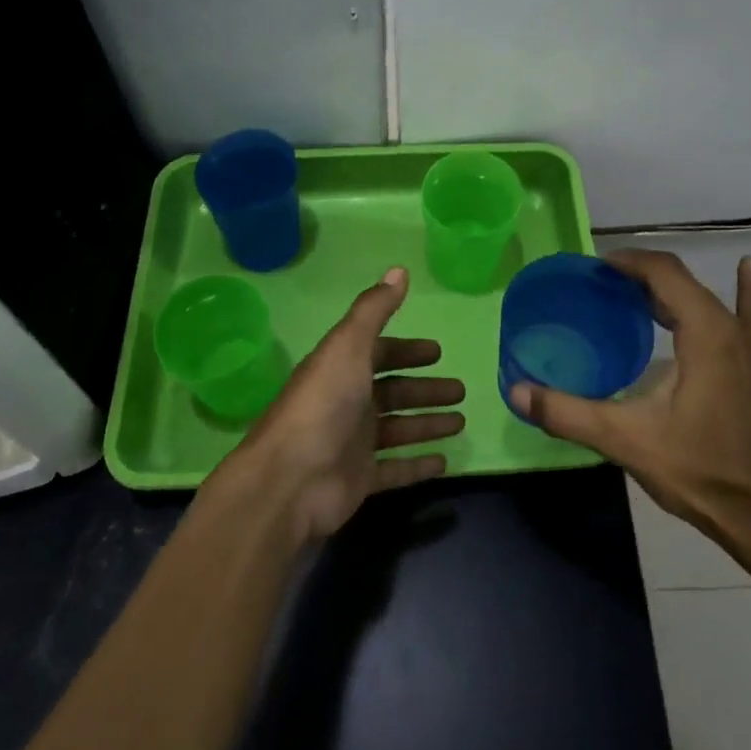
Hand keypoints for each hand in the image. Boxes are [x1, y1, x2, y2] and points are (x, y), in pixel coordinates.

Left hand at [222, 267, 464, 542]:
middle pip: (393, 391)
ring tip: (460, 421)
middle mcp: (347, 402)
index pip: (379, 353)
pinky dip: (418, 465)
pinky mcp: (359, 479)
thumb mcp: (348, 346)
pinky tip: (444, 461)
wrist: (290, 480)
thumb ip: (374, 309)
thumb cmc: (323, 404)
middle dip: (424, 389)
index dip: (407, 351)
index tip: (437, 352)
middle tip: (459, 390)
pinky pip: (395, 469)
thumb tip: (399, 269)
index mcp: (342, 369)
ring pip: (398, 428)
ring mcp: (353, 443)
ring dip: (427, 423)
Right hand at [511, 250, 750, 561]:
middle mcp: (733, 329)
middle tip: (603, 286)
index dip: (628, 262)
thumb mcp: (625, 441)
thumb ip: (568, 413)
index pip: (664, 273)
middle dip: (642, 276)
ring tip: (640, 289)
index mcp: (705, 333)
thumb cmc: (698, 470)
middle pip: (684, 282)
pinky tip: (747, 268)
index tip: (595, 268)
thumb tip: (517, 392)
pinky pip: (749, 315)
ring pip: (709, 299)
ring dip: (674, 290)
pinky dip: (743, 291)